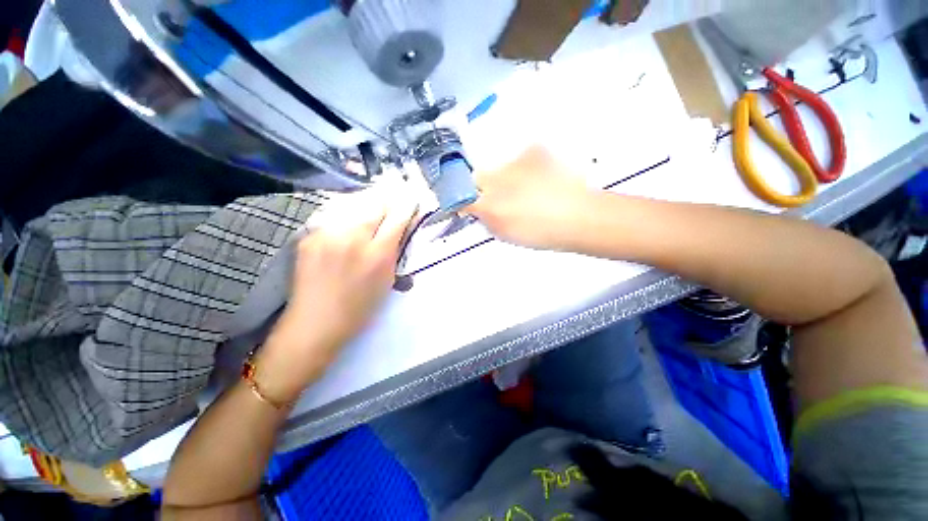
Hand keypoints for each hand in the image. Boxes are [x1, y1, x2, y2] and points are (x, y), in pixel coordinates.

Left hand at [257, 187, 417, 402]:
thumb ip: (394, 250)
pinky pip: (334, 214)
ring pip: (353, 203)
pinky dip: (347, 211)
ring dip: (368, 200)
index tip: (412, 197)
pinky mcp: (310, 235)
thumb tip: (399, 226)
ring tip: (375, 199)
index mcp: (378, 254)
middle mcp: (353, 238)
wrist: (315, 323)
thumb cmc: (359, 308)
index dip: (407, 205)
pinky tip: (351, 214)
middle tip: (396, 191)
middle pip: (375, 204)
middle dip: (388, 196)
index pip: (397, 218)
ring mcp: (327, 234)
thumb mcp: (387, 280)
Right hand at [466, 146, 593, 250]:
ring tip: (528, 191)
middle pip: (477, 177)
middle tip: (502, 198)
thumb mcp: (506, 234)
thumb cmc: (543, 233)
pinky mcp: (533, 151)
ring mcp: (515, 163)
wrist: (579, 217)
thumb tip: (476, 210)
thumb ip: (486, 220)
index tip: (469, 204)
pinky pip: (520, 158)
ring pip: (499, 167)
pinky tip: (540, 180)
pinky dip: (526, 168)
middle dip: (483, 187)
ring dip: (506, 178)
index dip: (464, 199)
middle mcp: (497, 181)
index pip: (462, 196)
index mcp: (490, 206)